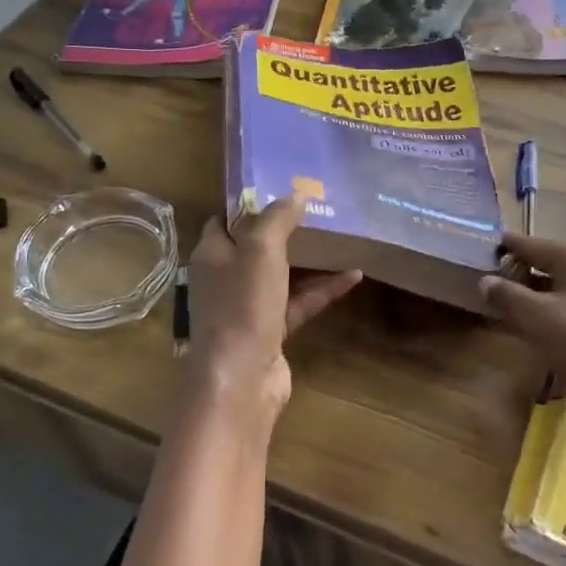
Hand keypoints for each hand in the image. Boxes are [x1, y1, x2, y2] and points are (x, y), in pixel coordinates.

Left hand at [186, 194, 360, 416]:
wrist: (241, 378)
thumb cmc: (243, 304)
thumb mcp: (261, 249)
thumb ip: (277, 218)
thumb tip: (296, 193)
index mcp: (212, 254)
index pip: (225, 220)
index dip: (249, 204)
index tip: (281, 188)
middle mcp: (225, 278)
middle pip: (255, 247)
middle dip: (284, 230)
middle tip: (317, 210)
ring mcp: (247, 307)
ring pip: (280, 276)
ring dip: (309, 260)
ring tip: (340, 239)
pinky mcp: (270, 331)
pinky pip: (299, 302)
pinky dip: (323, 290)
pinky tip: (353, 277)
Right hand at [479, 232, 565, 450]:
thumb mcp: (537, 317)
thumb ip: (507, 295)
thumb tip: (484, 280)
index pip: (531, 244)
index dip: (505, 246)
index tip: (477, 247)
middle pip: (544, 265)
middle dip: (514, 273)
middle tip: (480, 281)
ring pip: (553, 291)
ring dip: (527, 297)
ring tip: (496, 305)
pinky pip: (564, 311)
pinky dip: (543, 316)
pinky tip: (525, 328)